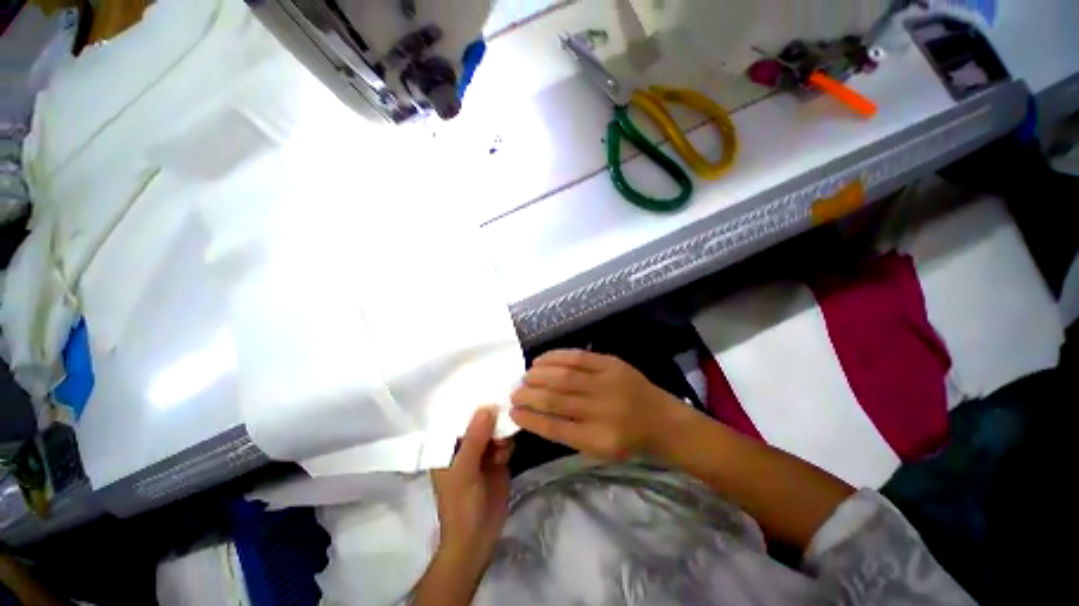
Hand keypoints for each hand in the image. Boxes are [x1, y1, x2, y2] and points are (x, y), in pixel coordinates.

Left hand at [431, 408, 512, 571]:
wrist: (479, 536)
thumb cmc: (461, 503)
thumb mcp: (464, 469)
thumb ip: (475, 437)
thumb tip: (487, 407)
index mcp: (447, 445)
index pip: (456, 416)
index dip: (469, 402)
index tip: (484, 385)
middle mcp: (465, 443)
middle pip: (479, 419)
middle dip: (490, 415)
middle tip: (502, 407)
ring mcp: (482, 450)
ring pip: (495, 428)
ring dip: (500, 433)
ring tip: (499, 446)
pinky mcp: (498, 457)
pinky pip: (505, 441)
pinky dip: (507, 444)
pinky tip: (504, 456)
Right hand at [510, 350, 690, 459]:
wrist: (661, 419)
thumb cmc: (626, 439)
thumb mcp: (597, 448)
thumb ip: (567, 433)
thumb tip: (533, 413)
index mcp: (598, 439)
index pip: (554, 428)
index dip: (529, 419)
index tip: (512, 412)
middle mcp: (602, 410)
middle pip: (555, 399)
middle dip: (528, 395)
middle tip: (514, 392)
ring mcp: (607, 383)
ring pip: (563, 376)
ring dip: (538, 375)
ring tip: (525, 377)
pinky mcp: (611, 363)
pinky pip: (577, 356)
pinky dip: (555, 357)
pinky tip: (541, 360)